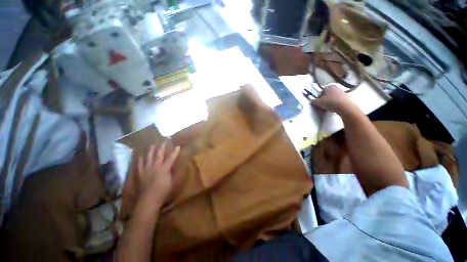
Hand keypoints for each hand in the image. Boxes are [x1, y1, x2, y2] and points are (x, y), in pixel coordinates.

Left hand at [137, 142, 179, 206]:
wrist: (148, 200)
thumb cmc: (163, 192)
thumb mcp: (172, 182)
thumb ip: (172, 173)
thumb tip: (174, 167)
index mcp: (164, 169)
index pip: (171, 158)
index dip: (175, 152)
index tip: (177, 146)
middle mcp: (155, 167)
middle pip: (159, 155)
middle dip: (162, 147)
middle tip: (163, 141)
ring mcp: (146, 170)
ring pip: (148, 157)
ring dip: (150, 150)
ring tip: (152, 145)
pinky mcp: (140, 174)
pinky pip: (139, 164)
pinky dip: (139, 159)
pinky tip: (139, 156)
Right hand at [311, 85, 357, 115]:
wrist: (345, 107)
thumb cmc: (331, 103)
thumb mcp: (318, 103)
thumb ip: (313, 101)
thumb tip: (311, 101)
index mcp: (329, 86)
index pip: (320, 91)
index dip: (318, 98)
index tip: (317, 103)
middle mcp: (336, 87)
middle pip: (327, 94)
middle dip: (323, 100)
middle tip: (321, 106)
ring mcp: (342, 92)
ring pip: (332, 98)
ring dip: (329, 102)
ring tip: (327, 108)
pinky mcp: (346, 98)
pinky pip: (337, 101)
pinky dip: (334, 104)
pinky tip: (333, 108)